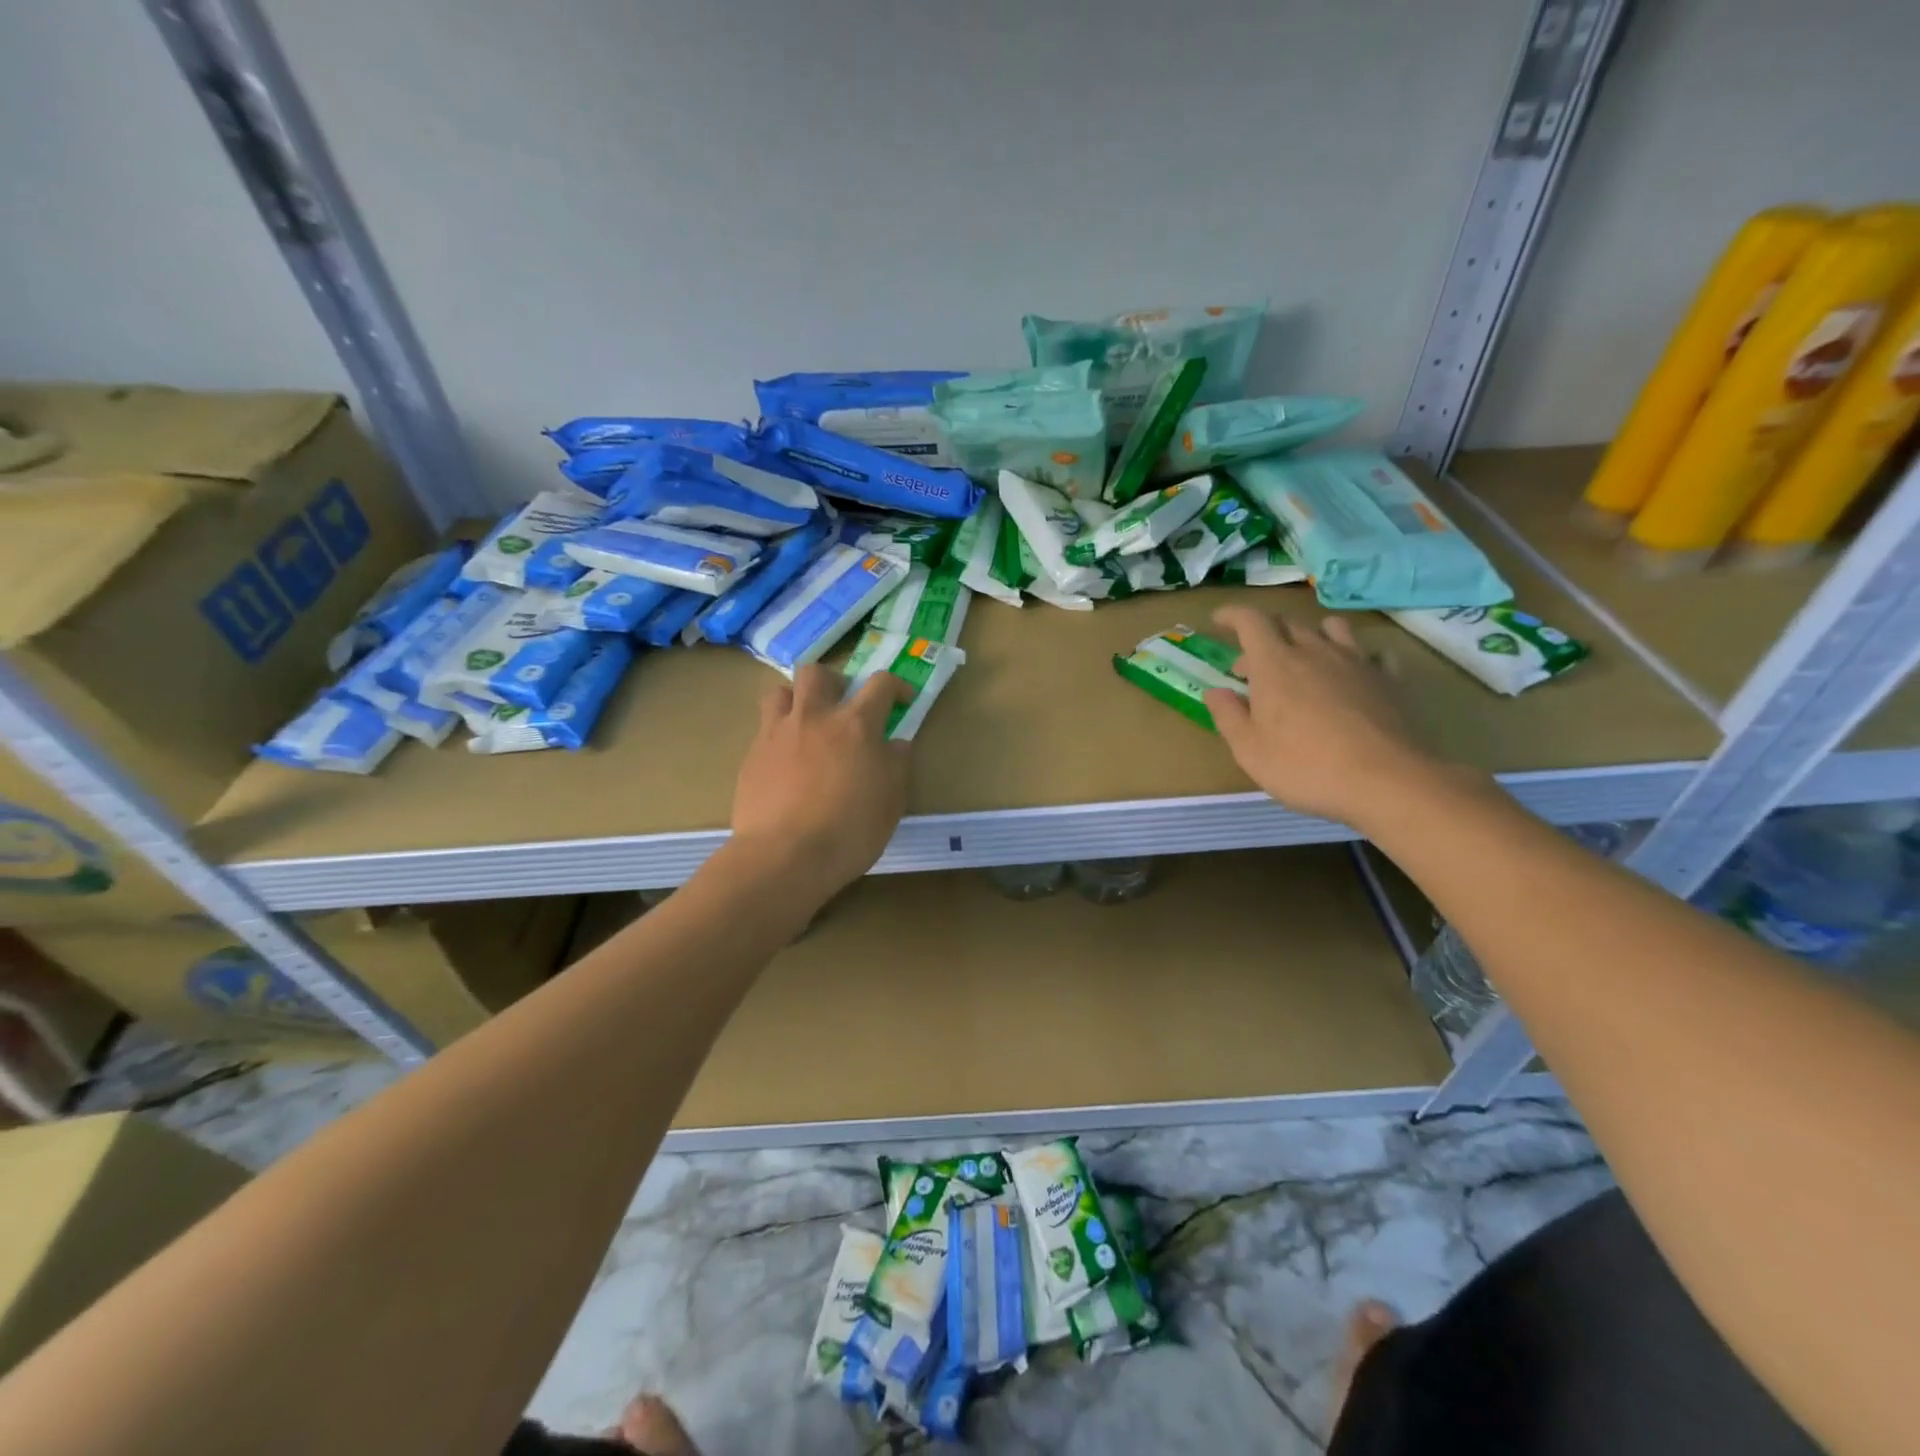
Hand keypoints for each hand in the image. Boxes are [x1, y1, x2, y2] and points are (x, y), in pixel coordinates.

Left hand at [729, 664, 911, 901]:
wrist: (785, 856)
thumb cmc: (850, 831)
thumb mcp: (891, 802)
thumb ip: (896, 765)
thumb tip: (896, 744)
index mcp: (856, 725)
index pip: (880, 684)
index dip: (896, 686)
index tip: (902, 700)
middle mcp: (815, 717)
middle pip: (818, 673)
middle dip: (833, 682)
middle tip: (842, 706)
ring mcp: (777, 734)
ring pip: (780, 692)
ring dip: (796, 700)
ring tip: (805, 725)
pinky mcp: (752, 756)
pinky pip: (764, 730)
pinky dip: (778, 737)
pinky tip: (785, 765)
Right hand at [1203, 607, 1438, 828]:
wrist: (1385, 781)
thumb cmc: (1304, 766)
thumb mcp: (1249, 749)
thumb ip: (1228, 715)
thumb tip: (1215, 691)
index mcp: (1275, 664)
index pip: (1250, 621)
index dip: (1232, 616)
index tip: (1219, 621)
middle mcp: (1314, 651)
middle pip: (1287, 623)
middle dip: (1263, 636)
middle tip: (1251, 667)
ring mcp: (1356, 662)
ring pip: (1332, 628)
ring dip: (1311, 636)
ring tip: (1304, 659)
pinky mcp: (1388, 679)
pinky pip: (1371, 653)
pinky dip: (1355, 657)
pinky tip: (1351, 675)